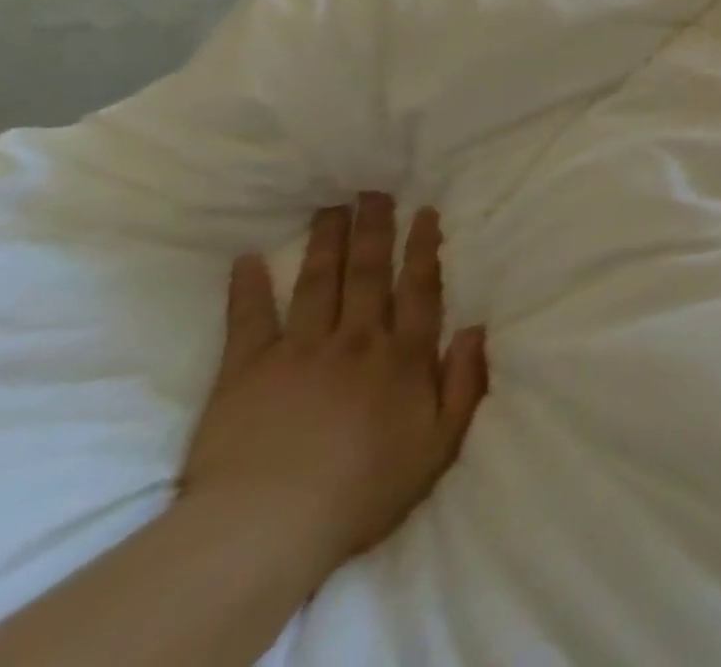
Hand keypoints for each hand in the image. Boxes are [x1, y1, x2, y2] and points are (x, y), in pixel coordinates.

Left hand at [181, 195, 487, 580]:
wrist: (266, 530)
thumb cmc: (364, 490)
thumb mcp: (440, 444)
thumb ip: (465, 383)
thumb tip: (476, 328)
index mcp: (403, 355)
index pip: (418, 287)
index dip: (423, 247)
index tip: (424, 212)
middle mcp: (357, 339)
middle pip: (368, 272)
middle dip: (374, 228)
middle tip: (374, 189)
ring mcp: (300, 351)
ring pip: (318, 282)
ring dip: (326, 241)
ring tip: (330, 207)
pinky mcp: (245, 373)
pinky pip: (248, 321)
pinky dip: (247, 288)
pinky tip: (248, 259)